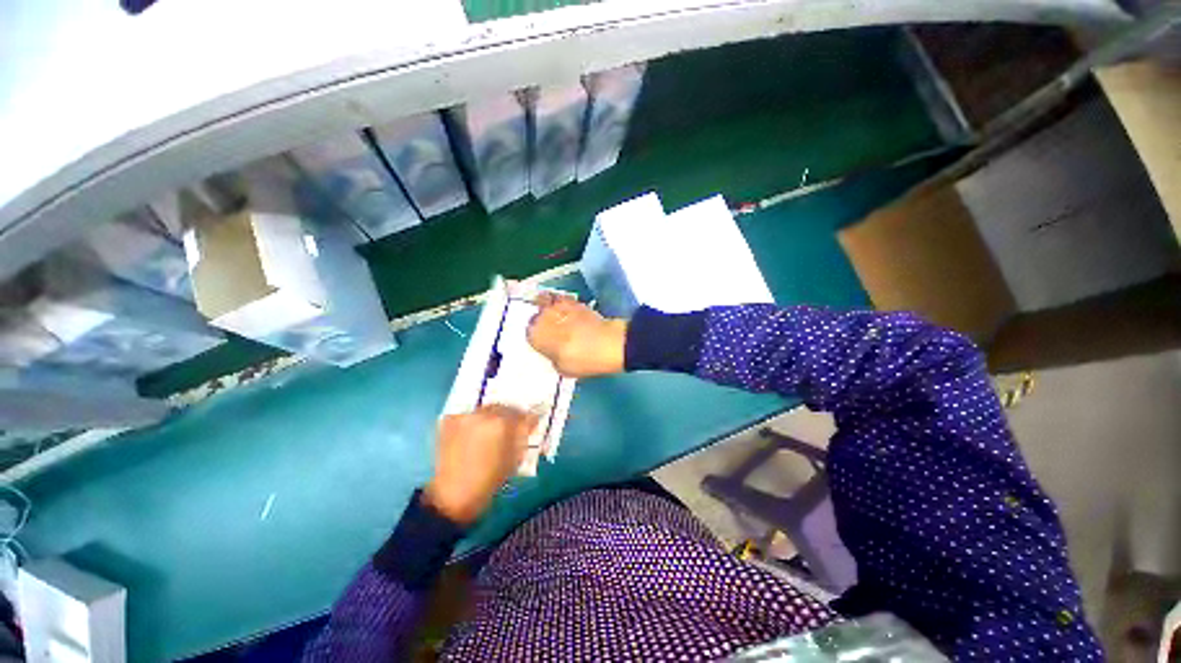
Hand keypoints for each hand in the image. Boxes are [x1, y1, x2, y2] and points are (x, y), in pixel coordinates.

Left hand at [424, 405, 539, 524]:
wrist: (455, 494)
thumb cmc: (490, 478)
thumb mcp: (515, 457)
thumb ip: (524, 434)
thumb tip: (531, 419)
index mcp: (502, 423)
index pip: (521, 412)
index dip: (527, 419)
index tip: (528, 424)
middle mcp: (483, 414)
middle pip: (503, 407)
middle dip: (508, 415)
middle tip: (509, 427)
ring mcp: (465, 416)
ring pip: (485, 409)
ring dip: (490, 418)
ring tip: (489, 432)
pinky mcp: (449, 420)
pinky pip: (469, 415)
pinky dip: (473, 421)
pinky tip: (472, 435)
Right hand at [527, 292, 627, 377]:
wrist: (609, 343)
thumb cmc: (583, 359)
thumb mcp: (562, 368)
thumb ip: (553, 357)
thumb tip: (554, 352)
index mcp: (536, 334)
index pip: (529, 334)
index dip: (536, 339)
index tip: (543, 343)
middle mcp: (543, 316)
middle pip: (536, 316)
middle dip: (540, 322)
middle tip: (549, 330)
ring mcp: (559, 306)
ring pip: (545, 301)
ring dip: (547, 307)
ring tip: (553, 314)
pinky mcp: (575, 301)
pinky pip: (561, 298)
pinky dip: (561, 302)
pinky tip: (566, 309)